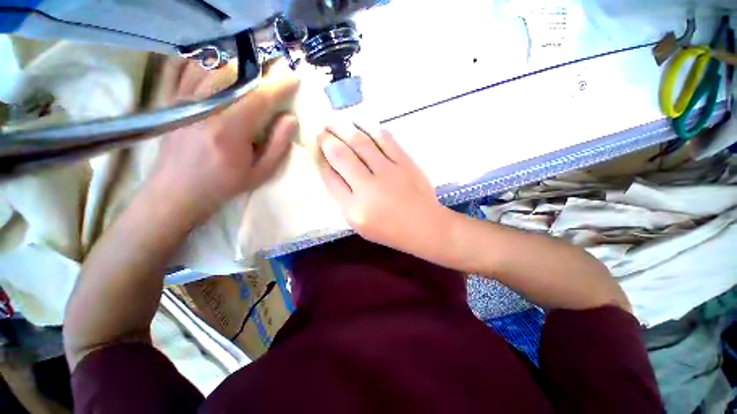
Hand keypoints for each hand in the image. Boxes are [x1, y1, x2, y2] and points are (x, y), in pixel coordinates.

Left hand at [151, 61, 299, 216]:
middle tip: (277, 72)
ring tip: (253, 71)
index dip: (279, 86)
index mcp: (229, 131)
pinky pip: (187, 69)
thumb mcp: (261, 172)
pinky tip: (219, 65)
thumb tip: (290, 119)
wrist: (178, 190)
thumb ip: (278, 145)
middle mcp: (204, 110)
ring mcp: (184, 101)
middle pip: (236, 77)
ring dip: (238, 66)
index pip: (259, 98)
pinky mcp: (173, 101)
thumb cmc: (225, 184)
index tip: (294, 79)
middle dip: (261, 71)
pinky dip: (206, 61)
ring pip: (213, 68)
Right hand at [318, 123, 446, 254]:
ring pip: (361, 142)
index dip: (321, 160)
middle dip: (327, 139)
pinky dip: (369, 127)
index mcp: (355, 209)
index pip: (331, 178)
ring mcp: (389, 172)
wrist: (424, 225)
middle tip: (321, 130)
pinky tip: (359, 123)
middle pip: (341, 155)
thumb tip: (331, 169)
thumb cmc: (390, 229)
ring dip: (344, 129)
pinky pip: (384, 138)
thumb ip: (343, 198)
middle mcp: (369, 188)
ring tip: (334, 123)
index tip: (318, 149)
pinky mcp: (405, 162)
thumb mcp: (359, 223)